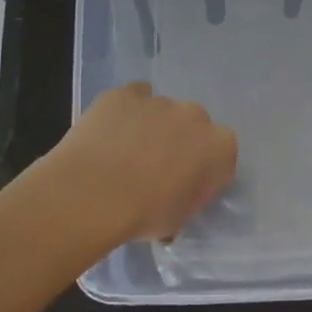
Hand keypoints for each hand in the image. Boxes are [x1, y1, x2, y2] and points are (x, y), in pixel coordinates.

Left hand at [48, 82, 237, 244]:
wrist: (91, 196)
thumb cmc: (143, 215)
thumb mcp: (180, 218)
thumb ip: (190, 195)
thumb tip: (178, 192)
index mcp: (220, 147)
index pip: (220, 157)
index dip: (203, 172)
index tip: (184, 187)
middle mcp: (196, 116)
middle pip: (193, 127)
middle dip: (180, 143)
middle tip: (155, 169)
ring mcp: (160, 100)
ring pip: (161, 112)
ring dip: (151, 128)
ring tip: (124, 154)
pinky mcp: (125, 93)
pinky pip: (132, 99)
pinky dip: (125, 113)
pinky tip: (109, 135)